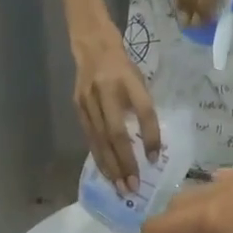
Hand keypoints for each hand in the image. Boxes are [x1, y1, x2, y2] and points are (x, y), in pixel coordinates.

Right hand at [74, 29, 160, 189]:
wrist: (91, 45)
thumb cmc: (122, 66)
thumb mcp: (139, 80)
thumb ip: (143, 109)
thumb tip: (151, 147)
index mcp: (128, 79)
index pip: (144, 111)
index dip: (150, 136)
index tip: (154, 159)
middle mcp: (106, 90)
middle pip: (117, 133)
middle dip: (125, 162)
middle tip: (133, 187)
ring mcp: (88, 101)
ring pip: (100, 140)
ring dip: (111, 167)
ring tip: (121, 187)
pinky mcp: (77, 108)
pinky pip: (90, 139)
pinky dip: (100, 158)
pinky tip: (107, 173)